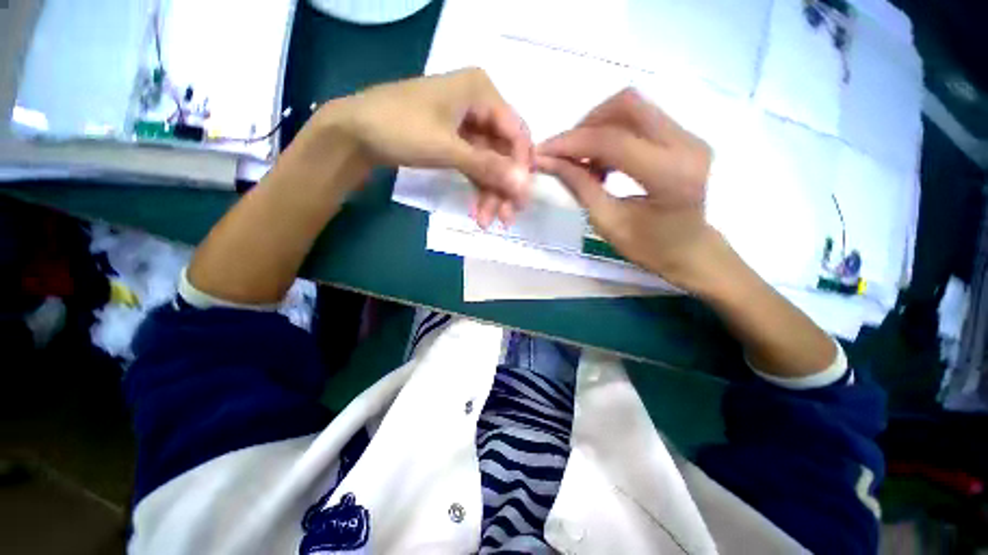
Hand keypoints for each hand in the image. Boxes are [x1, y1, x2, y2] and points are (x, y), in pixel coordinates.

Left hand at [315, 68, 532, 227]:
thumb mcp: (447, 148)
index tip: (520, 201)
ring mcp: (467, 125)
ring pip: (490, 164)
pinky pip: (476, 167)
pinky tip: (478, 210)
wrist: (354, 133)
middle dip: (504, 188)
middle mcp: (479, 105)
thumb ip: (488, 167)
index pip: (516, 134)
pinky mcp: (457, 142)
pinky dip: (478, 188)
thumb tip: (524, 186)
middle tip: (505, 219)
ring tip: (485, 221)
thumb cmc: (400, 128)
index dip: (520, 169)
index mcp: (481, 92)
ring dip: (490, 194)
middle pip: (504, 153)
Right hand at [536, 88, 723, 290]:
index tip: (542, 152)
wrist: (689, 250)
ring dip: (598, 128)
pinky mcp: (684, 136)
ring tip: (583, 162)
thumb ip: (579, 186)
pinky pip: (640, 119)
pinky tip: (602, 162)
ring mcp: (689, 136)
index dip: (571, 142)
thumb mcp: (607, 222)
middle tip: (565, 154)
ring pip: (633, 108)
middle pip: (628, 105)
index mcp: (670, 175)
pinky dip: (612, 133)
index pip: (613, 141)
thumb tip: (547, 161)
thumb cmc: (649, 247)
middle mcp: (687, 145)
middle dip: (586, 125)